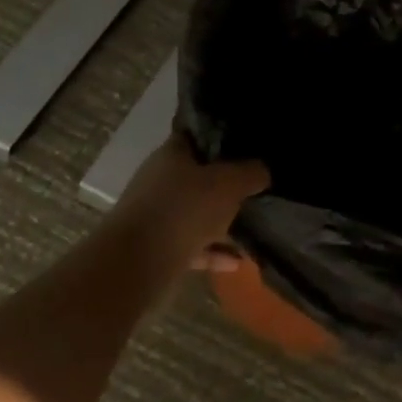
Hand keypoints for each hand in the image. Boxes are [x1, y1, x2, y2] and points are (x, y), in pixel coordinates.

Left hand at [114, 137, 267, 264]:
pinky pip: (193, 246)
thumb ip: (250, 173)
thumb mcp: (228, 183)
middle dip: (227, 185)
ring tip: (254, 229)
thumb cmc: (184, 209)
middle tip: (258, 189)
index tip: (250, 146)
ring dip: (222, 223)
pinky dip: (214, 252)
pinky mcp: (158, 249)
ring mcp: (157, 216)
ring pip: (196, 215)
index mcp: (172, 154)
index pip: (197, 137)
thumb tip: (263, 170)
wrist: (138, 263)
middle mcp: (161, 181)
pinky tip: (238, 262)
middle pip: (199, 178)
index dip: (223, 139)